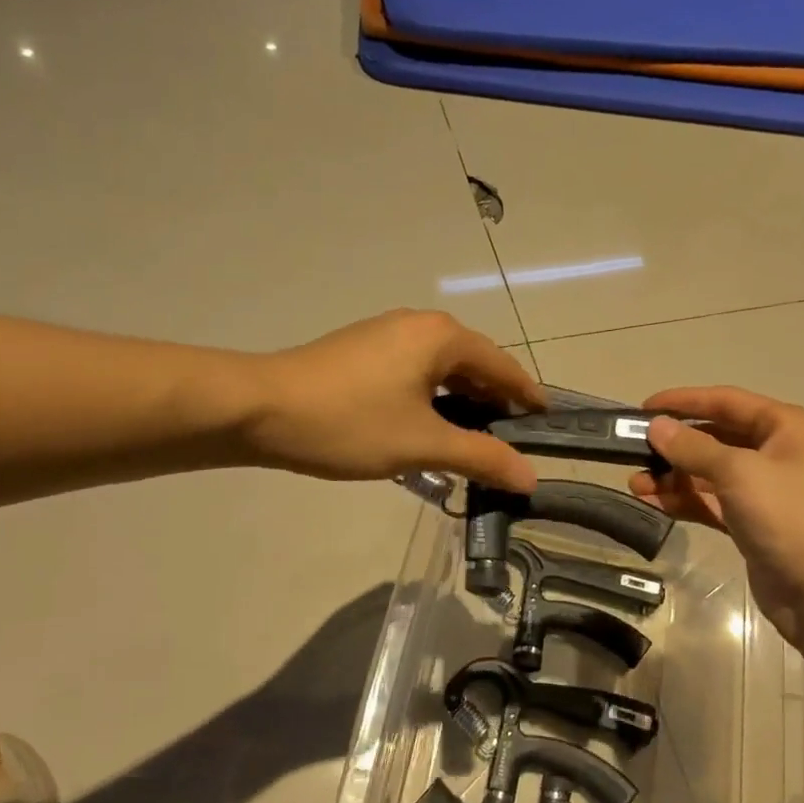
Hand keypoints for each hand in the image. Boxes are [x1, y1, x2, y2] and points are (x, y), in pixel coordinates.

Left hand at [248, 310, 546, 489]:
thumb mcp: (422, 444)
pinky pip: (415, 372)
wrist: (256, 409)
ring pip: (442, 370)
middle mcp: (419, 325)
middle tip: (512, 442)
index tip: (547, 424)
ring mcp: (387, 335)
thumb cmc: (349, 422)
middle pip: (474, 365)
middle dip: (495, 403)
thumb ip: (481, 457)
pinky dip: (433, 399)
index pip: (503, 366)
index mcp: (442, 337)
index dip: (527, 396)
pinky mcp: (363, 351)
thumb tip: (530, 476)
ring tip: (475, 442)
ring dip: (462, 403)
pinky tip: (429, 429)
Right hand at [629, 387, 803, 645]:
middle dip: (676, 445)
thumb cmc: (788, 516)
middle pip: (717, 437)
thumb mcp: (738, 473)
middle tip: (634, 450)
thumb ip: (693, 447)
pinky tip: (653, 502)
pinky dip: (685, 501)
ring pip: (710, 473)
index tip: (644, 407)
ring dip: (674, 476)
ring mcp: (766, 490)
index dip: (684, 401)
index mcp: (787, 427)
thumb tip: (655, 426)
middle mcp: (778, 452)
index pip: (727, 401)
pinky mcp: (754, 523)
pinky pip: (712, 502)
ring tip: (635, 483)